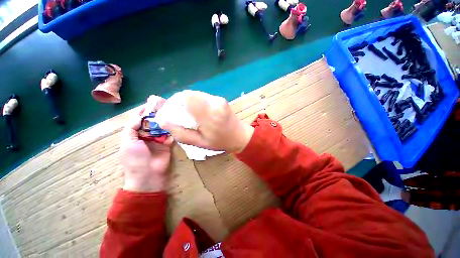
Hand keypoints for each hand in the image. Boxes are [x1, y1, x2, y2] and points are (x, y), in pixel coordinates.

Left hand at [120, 96, 173, 192]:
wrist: (148, 175)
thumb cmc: (135, 159)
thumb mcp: (128, 142)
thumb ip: (132, 128)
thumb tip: (140, 116)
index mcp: (135, 135)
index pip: (139, 120)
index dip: (143, 111)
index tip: (150, 102)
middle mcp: (146, 136)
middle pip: (152, 122)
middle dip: (157, 114)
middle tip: (165, 104)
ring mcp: (158, 140)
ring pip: (162, 127)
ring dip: (165, 120)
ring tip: (172, 111)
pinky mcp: (168, 144)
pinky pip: (170, 135)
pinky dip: (172, 129)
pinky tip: (176, 122)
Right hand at [162, 91, 253, 152]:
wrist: (239, 136)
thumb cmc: (220, 142)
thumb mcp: (198, 143)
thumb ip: (179, 132)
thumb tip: (162, 120)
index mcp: (209, 115)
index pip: (185, 97)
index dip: (174, 102)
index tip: (171, 112)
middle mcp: (214, 103)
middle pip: (189, 94)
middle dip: (179, 103)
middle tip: (179, 115)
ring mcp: (218, 99)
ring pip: (195, 94)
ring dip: (188, 103)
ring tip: (189, 115)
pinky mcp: (220, 98)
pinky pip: (203, 97)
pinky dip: (196, 102)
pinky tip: (198, 112)